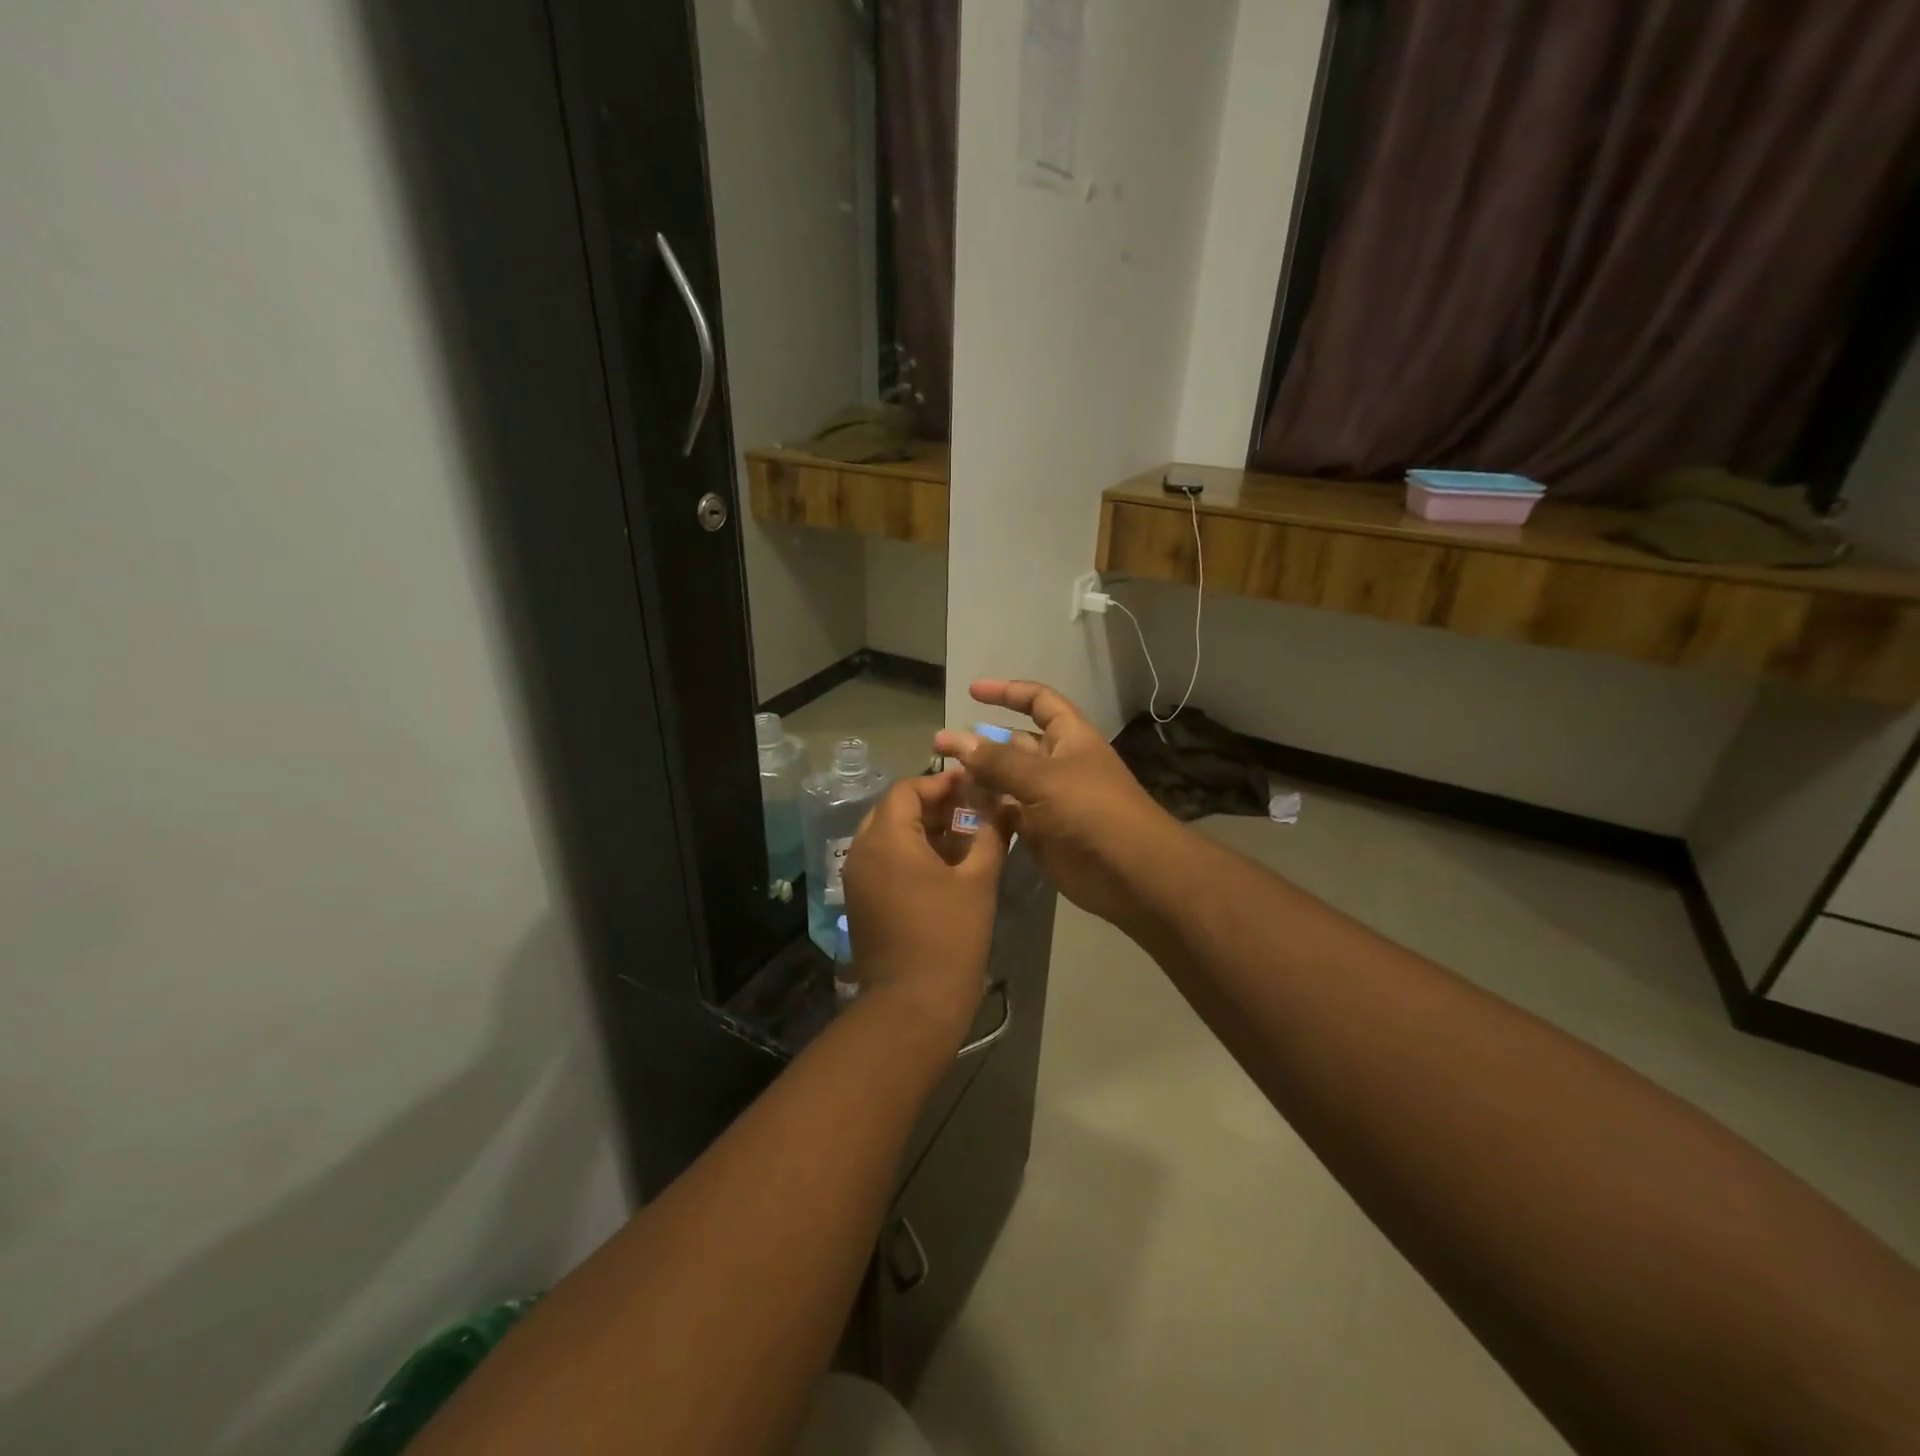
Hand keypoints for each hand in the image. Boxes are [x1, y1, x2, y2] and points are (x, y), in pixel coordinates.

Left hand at [841, 772, 1006, 1044]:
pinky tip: (943, 866)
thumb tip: (1005, 805)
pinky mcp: (860, 901)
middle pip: (893, 810)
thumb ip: (991, 835)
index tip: (971, 785)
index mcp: (887, 839)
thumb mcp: (977, 881)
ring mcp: (857, 878)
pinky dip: (908, 853)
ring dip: (920, 829)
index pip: (907, 790)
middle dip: (931, 805)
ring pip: (886, 836)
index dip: (940, 783)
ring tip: (962, 836)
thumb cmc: (949, 936)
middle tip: (969, 809)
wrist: (913, 1004)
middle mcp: (862, 851)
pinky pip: (882, 861)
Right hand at [934, 679, 1175, 926]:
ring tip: (943, 780)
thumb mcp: (1043, 779)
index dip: (1007, 692)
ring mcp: (1049, 800)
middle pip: (1015, 744)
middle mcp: (1059, 764)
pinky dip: (986, 811)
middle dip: (982, 743)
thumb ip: (997, 761)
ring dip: (979, 779)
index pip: (1039, 701)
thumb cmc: (1092, 812)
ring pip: (1007, 781)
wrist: (1129, 874)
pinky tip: (958, 811)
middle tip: (940, 749)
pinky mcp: (1040, 832)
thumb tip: (955, 738)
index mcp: (1070, 738)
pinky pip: (1007, 813)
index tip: (971, 692)